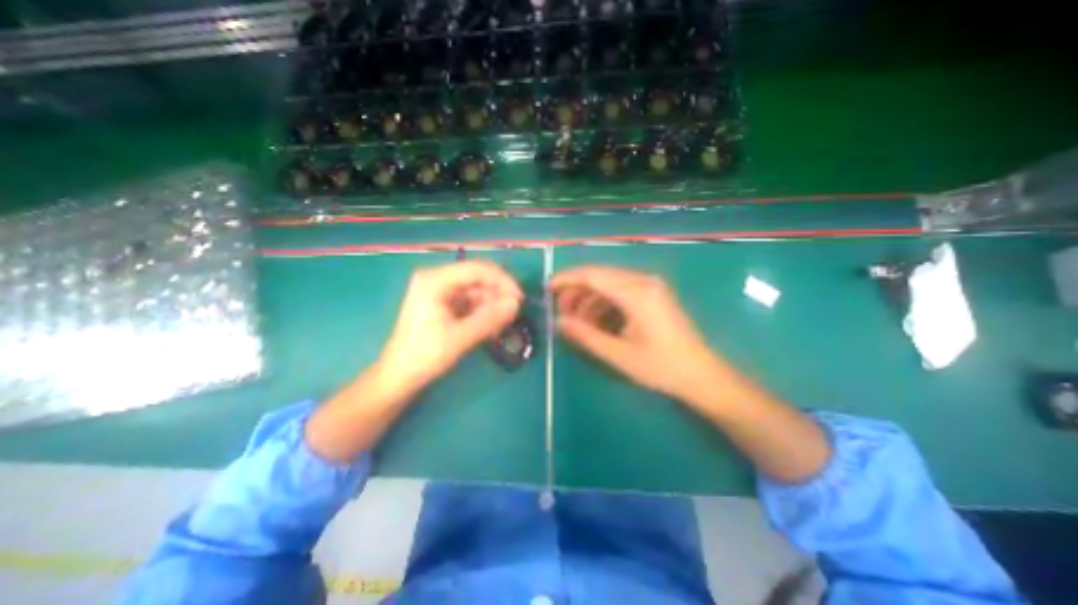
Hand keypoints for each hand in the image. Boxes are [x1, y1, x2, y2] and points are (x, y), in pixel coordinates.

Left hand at [375, 260, 524, 390]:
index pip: (477, 269)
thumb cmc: (424, 356)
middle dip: (497, 295)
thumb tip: (516, 303)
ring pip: (477, 291)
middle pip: (478, 279)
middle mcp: (437, 280)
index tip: (519, 299)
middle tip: (513, 315)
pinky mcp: (444, 304)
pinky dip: (483, 312)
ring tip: (502, 326)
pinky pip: (471, 302)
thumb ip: (489, 319)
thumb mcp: (460, 338)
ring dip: (492, 306)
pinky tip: (491, 327)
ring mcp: (440, 292)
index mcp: (435, 280)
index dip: (502, 281)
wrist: (399, 377)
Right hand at [550, 265, 727, 401]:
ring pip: (609, 285)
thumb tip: (558, 322)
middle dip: (576, 292)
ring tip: (576, 321)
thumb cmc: (661, 367)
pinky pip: (621, 292)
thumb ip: (585, 335)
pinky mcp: (653, 296)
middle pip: (600, 277)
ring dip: (589, 300)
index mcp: (636, 292)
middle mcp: (643, 281)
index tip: (547, 288)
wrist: (701, 376)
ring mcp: (650, 287)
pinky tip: (596, 322)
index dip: (567, 279)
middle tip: (560, 312)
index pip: (593, 276)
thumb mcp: (618, 354)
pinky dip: (604, 304)